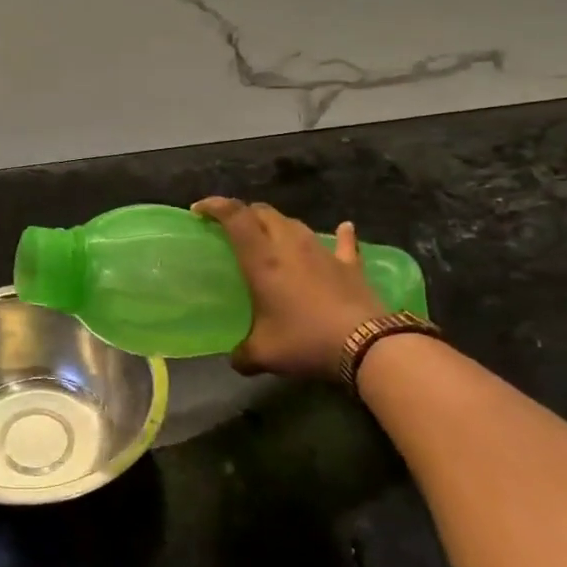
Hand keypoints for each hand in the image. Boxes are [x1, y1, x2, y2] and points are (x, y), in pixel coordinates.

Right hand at [192, 197, 386, 380]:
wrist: (366, 345)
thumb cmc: (306, 340)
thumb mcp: (264, 354)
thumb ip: (243, 354)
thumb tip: (236, 360)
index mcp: (262, 259)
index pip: (234, 217)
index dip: (214, 206)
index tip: (199, 211)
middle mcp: (289, 245)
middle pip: (263, 212)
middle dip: (244, 213)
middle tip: (232, 228)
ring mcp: (322, 251)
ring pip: (295, 223)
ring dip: (278, 225)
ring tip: (271, 237)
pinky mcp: (350, 265)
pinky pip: (343, 242)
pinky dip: (340, 235)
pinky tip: (345, 228)